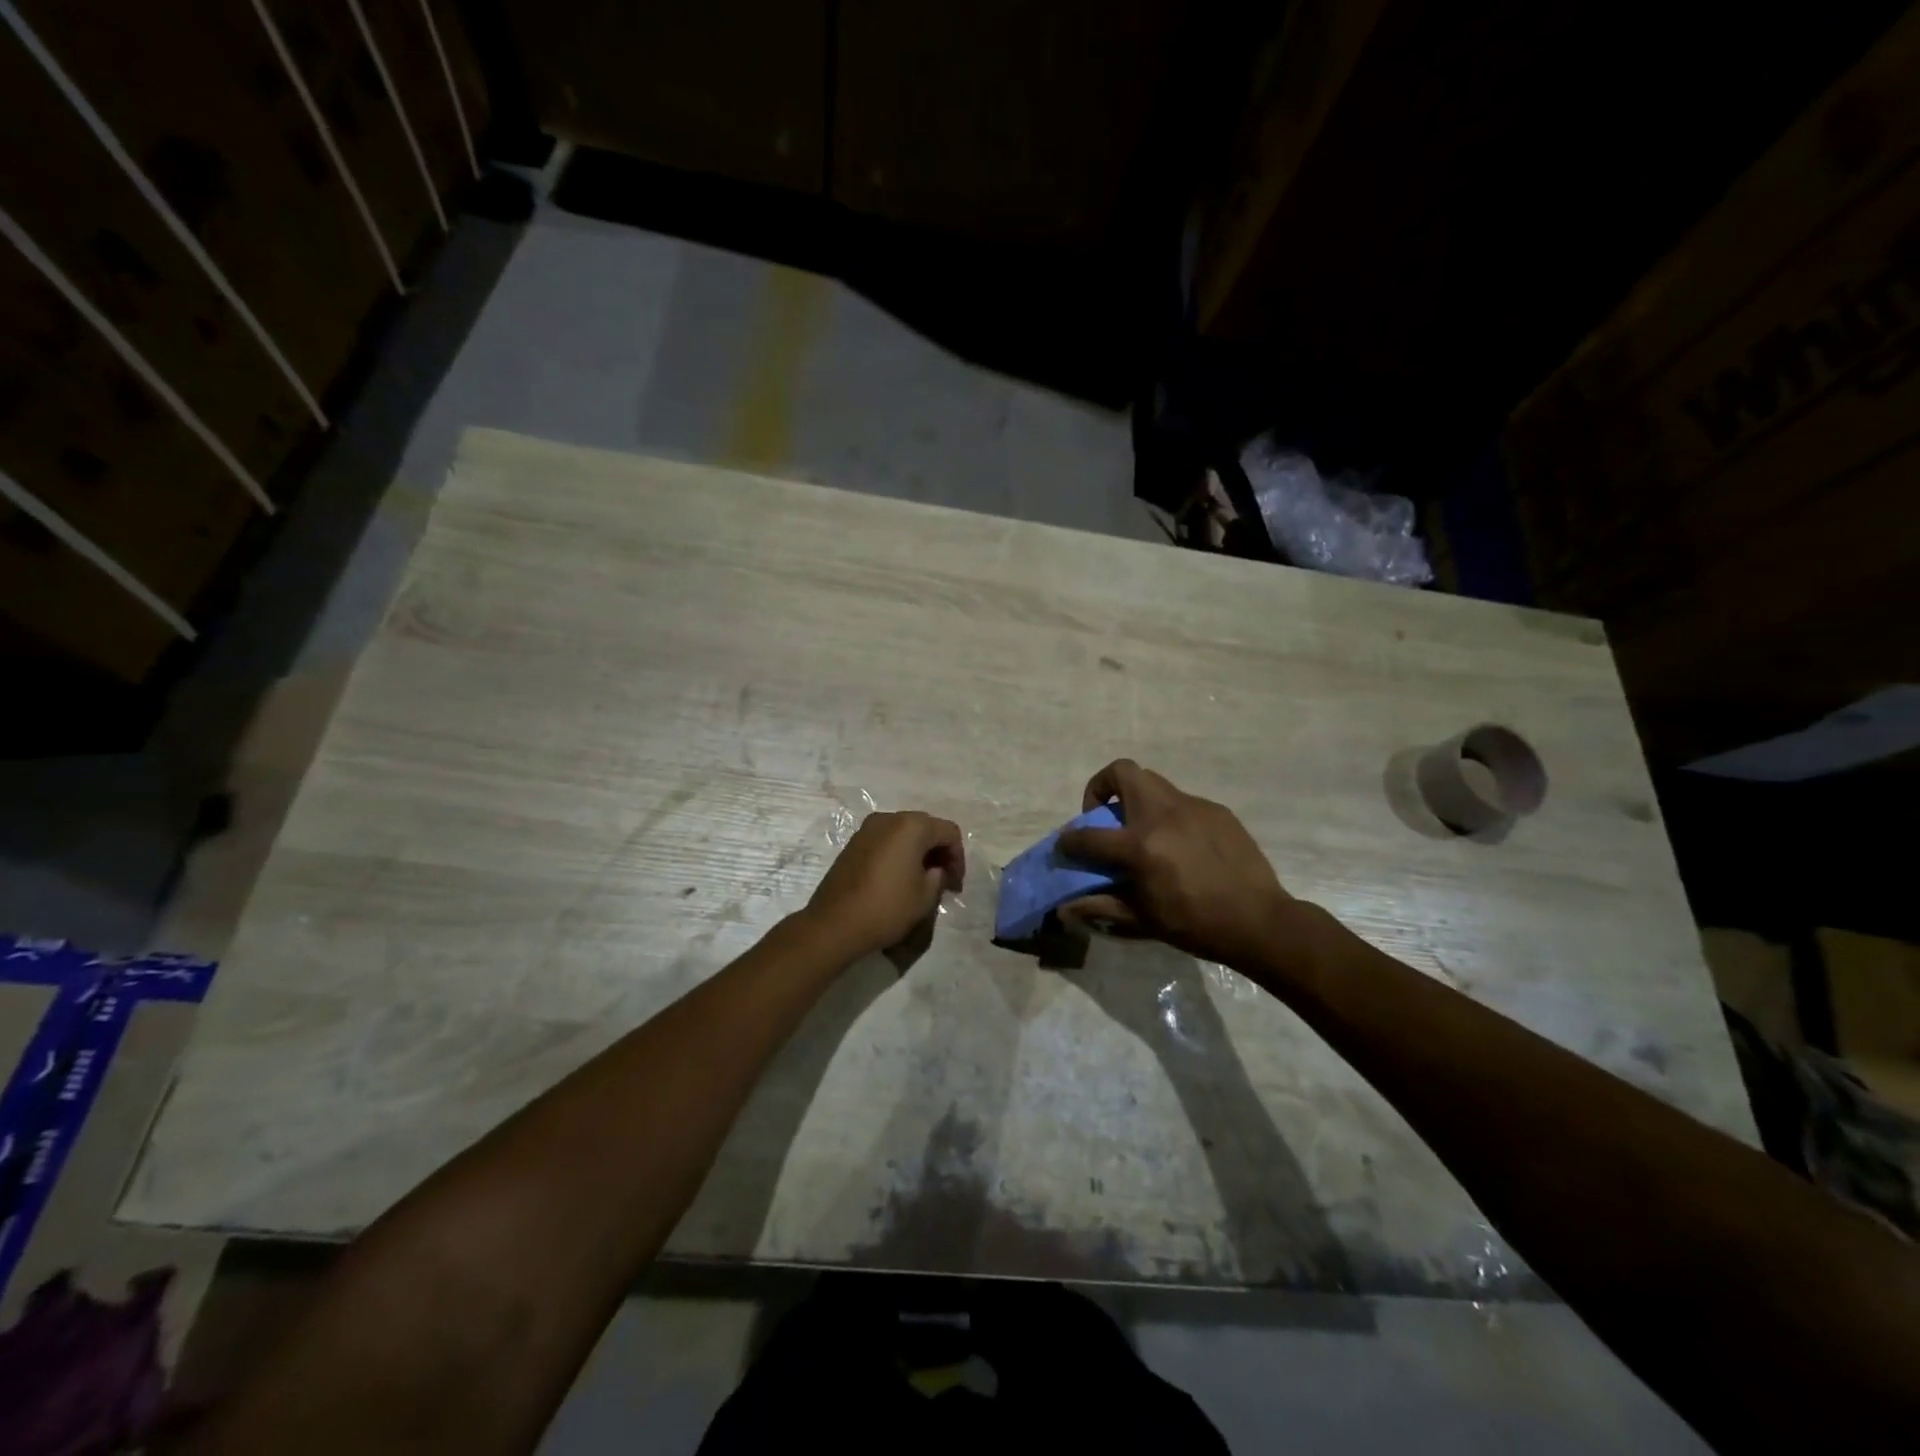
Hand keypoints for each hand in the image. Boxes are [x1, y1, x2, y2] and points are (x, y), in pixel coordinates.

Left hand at [801, 810, 964, 959]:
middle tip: (943, 879)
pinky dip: (898, 853)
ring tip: (921, 880)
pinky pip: (886, 840)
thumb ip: (939, 876)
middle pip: (926, 827)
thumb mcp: (925, 896)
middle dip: (939, 851)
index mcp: (912, 826)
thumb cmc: (887, 907)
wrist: (834, 924)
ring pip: (904, 832)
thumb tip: (934, 869)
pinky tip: (898, 877)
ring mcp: (867, 829)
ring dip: (918, 851)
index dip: (958, 857)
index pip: (949, 832)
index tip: (955, 885)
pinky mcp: (853, 843)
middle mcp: (889, 818)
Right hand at [1058, 760, 1295, 968]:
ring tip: (1143, 833)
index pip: (1088, 835)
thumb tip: (1064, 909)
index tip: (1066, 845)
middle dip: (1102, 787)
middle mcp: (1162, 815)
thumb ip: (1100, 907)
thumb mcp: (1142, 920)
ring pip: (1153, 783)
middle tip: (1105, 816)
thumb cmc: (1196, 925)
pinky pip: (1182, 803)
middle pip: (1123, 772)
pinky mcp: (1216, 811)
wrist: (1260, 922)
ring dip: (1137, 800)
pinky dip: (1170, 817)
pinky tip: (1181, 847)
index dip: (1069, 840)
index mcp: (1140, 846)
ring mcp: (1192, 807)